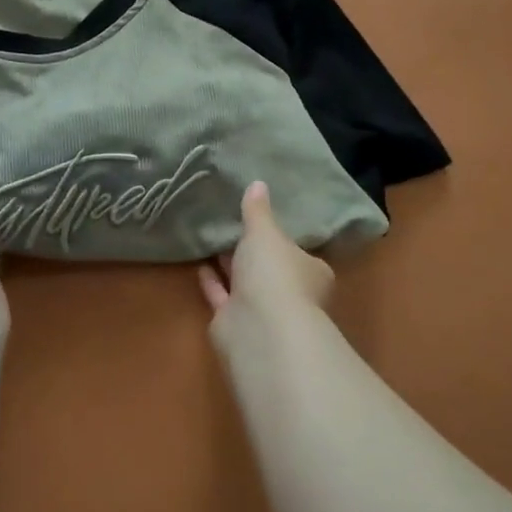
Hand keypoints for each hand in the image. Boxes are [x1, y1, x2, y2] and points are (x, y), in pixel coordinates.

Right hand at [198, 181, 333, 324]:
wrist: (258, 328)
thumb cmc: (274, 274)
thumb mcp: (265, 233)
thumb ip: (258, 211)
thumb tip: (258, 183)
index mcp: (311, 271)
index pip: (298, 252)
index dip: (282, 239)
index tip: (265, 224)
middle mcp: (291, 294)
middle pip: (271, 270)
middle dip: (254, 254)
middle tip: (234, 228)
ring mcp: (263, 312)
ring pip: (245, 285)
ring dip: (231, 267)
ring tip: (213, 241)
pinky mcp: (236, 325)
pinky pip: (223, 298)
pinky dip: (213, 283)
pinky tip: (200, 265)